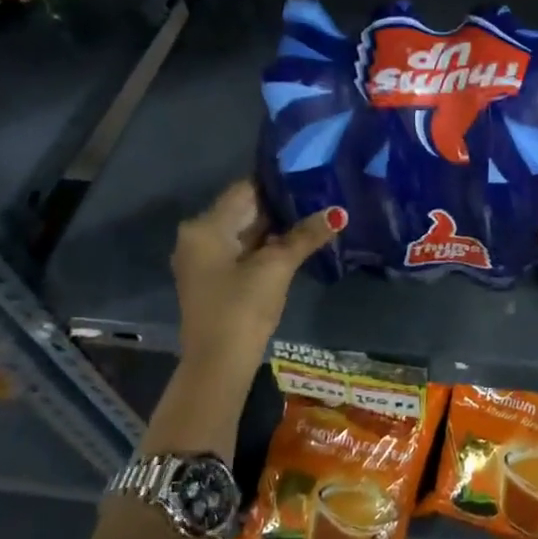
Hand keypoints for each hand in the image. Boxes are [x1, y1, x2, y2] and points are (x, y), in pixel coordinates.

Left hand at [171, 181, 343, 385]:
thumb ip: (305, 235)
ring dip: (277, 226)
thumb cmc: (242, 307)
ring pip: (247, 231)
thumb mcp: (277, 267)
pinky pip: (244, 250)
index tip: (310, 174)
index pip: (246, 189)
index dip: (278, 182)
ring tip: (315, 213)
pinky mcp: (216, 278)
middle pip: (245, 209)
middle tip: (320, 193)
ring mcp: (206, 259)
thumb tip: (338, 212)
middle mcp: (199, 236)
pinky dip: (267, 245)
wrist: (219, 364)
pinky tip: (298, 241)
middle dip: (281, 205)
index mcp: (206, 226)